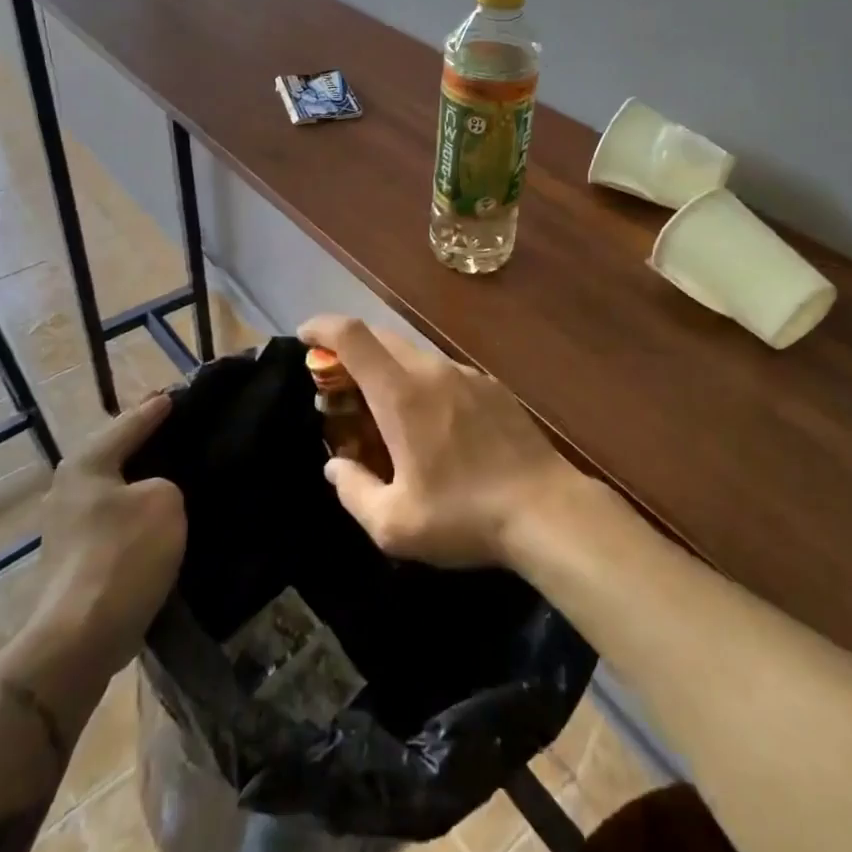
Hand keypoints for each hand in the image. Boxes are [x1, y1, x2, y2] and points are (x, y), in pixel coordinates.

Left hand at [24, 393, 185, 674]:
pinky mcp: (73, 558)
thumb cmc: (123, 556)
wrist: (79, 639)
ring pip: (113, 487)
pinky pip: (112, 518)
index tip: (179, 394)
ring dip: (140, 480)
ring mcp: (65, 525)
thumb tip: (152, 493)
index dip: (158, 408)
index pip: (131, 422)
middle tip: (179, 429)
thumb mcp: (164, 502)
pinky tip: (157, 516)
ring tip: (175, 471)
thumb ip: (166, 482)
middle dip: (145, 441)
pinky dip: (134, 511)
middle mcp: (69, 486)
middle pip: (116, 452)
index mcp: (87, 461)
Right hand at [297, 315, 579, 567]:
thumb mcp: (394, 525)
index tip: (304, 337)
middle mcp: (432, 371)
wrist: (547, 510)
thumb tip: (335, 467)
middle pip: (381, 338)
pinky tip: (433, 424)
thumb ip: (354, 491)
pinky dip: (422, 382)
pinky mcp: (492, 388)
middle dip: (351, 351)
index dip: (322, 327)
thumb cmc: (464, 516)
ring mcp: (466, 375)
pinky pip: (444, 372)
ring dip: (388, 368)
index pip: (352, 335)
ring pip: (414, 354)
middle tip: (338, 386)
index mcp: (401, 394)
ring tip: (384, 410)